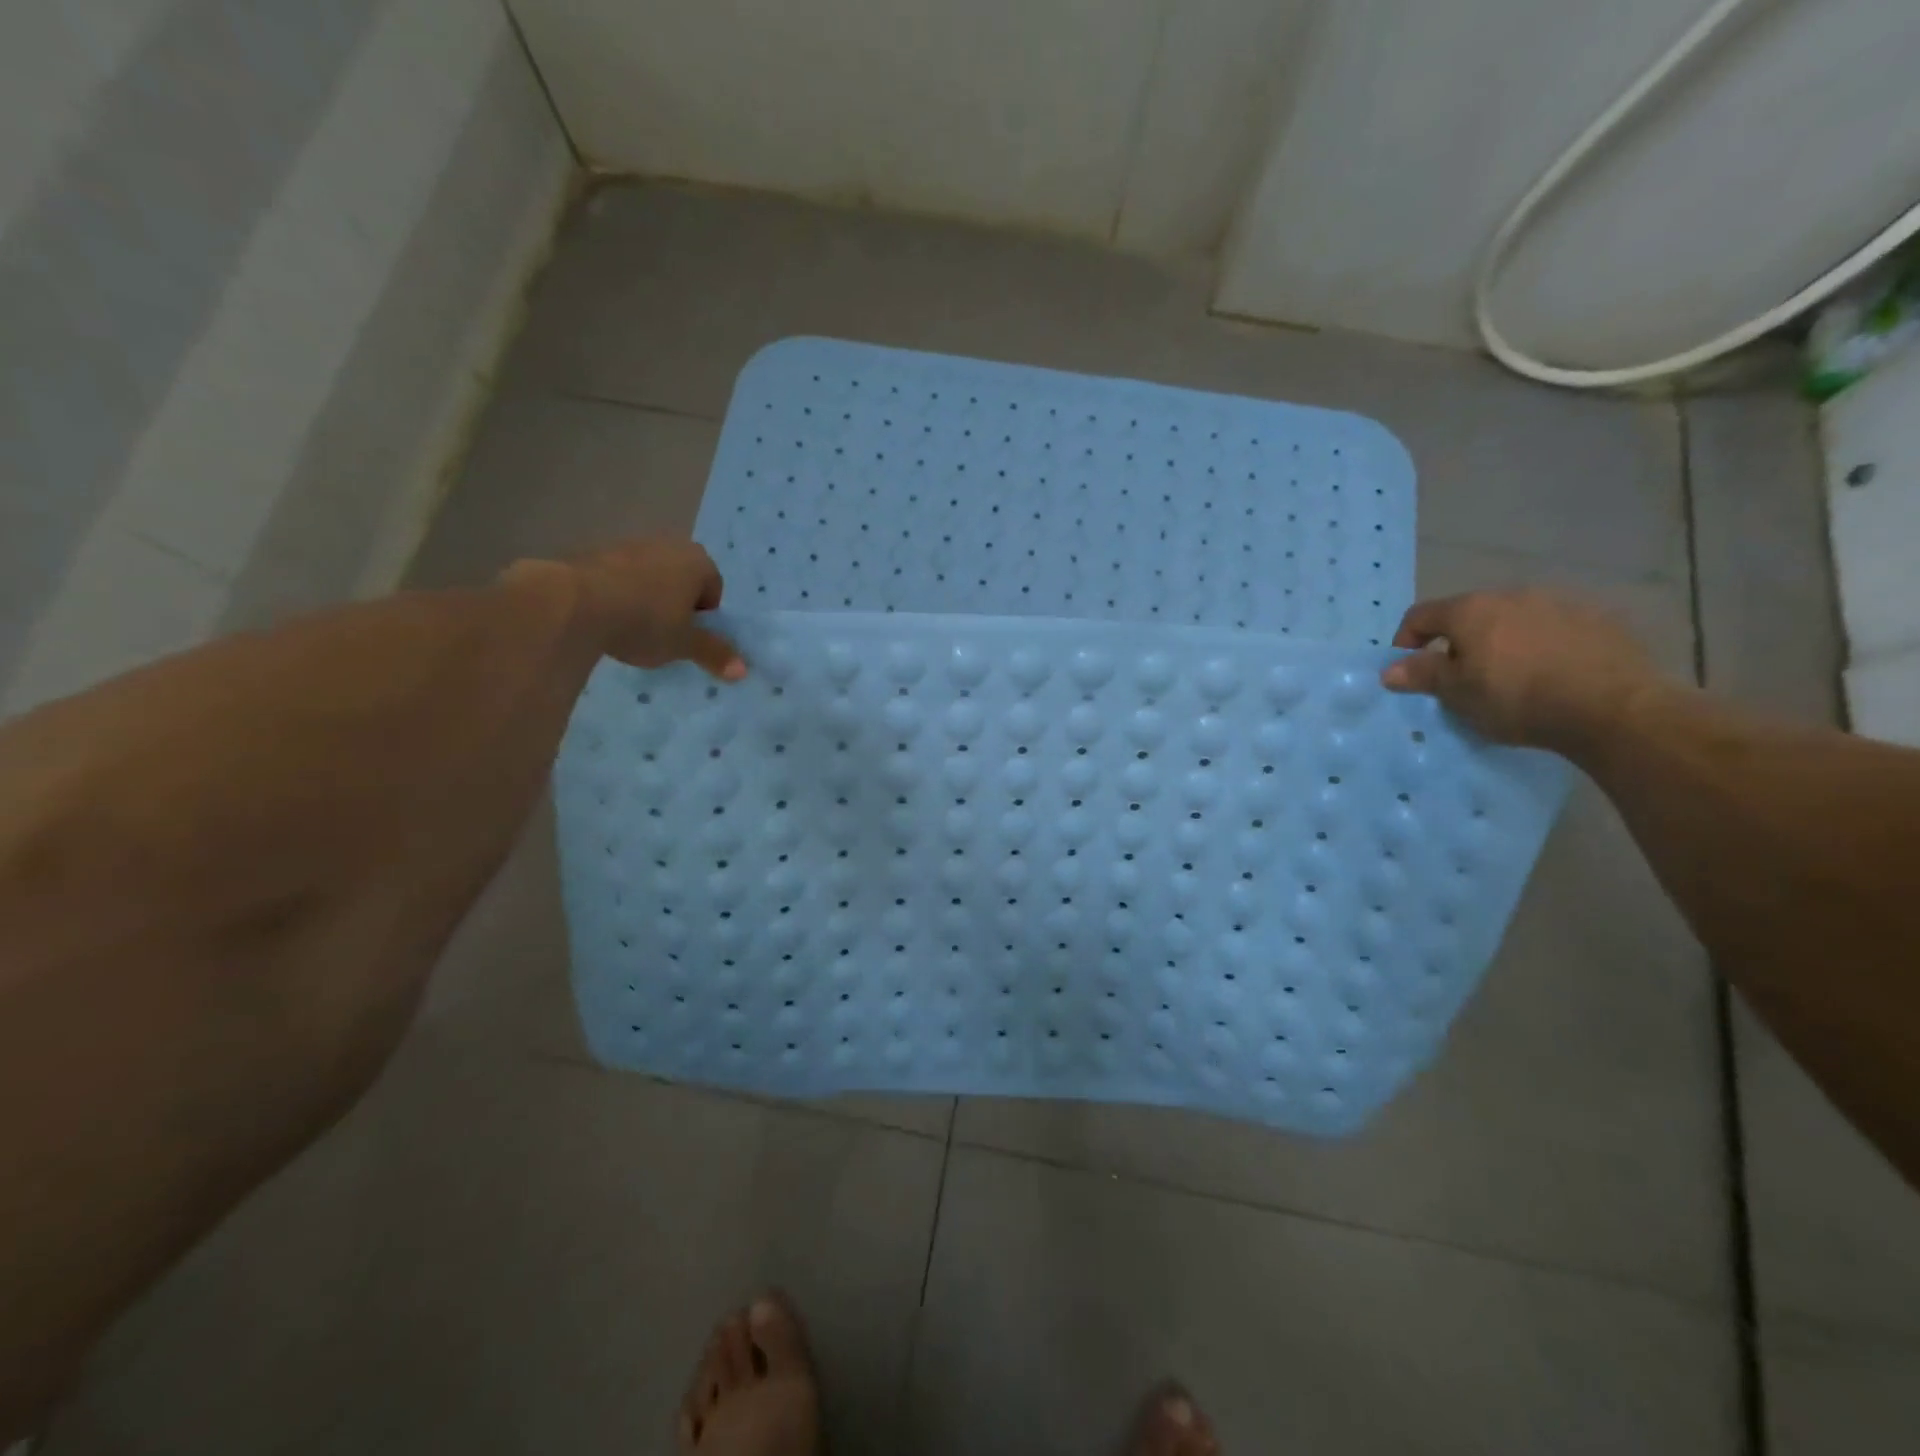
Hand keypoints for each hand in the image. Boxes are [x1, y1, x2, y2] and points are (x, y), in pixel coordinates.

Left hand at [519, 538, 744, 678]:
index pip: (713, 591)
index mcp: (698, 561)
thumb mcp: (684, 644)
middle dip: (676, 606)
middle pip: (682, 581)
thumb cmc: (645, 620)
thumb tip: (743, 671)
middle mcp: (668, 544)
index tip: (686, 638)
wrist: (573, 602)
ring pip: (649, 578)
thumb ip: (714, 654)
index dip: (703, 618)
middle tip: (662, 635)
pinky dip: (618, 594)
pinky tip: (606, 618)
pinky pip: (619, 577)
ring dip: (646, 600)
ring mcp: (629, 544)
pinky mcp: (595, 552)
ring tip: (630, 628)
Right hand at [1380, 588, 1660, 755]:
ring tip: (1511, 675)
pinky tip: (1552, 672)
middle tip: (1462, 676)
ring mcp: (1560, 601)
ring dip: (1503, 640)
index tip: (1409, 668)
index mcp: (1470, 609)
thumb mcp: (1458, 693)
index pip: (1421, 615)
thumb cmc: (1516, 698)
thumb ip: (1422, 675)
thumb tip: (1389, 669)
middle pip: (1470, 613)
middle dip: (1458, 641)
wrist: (1612, 706)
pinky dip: (1543, 643)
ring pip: (1514, 618)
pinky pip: (1555, 627)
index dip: (1406, 640)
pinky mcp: (1599, 617)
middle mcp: (1512, 594)